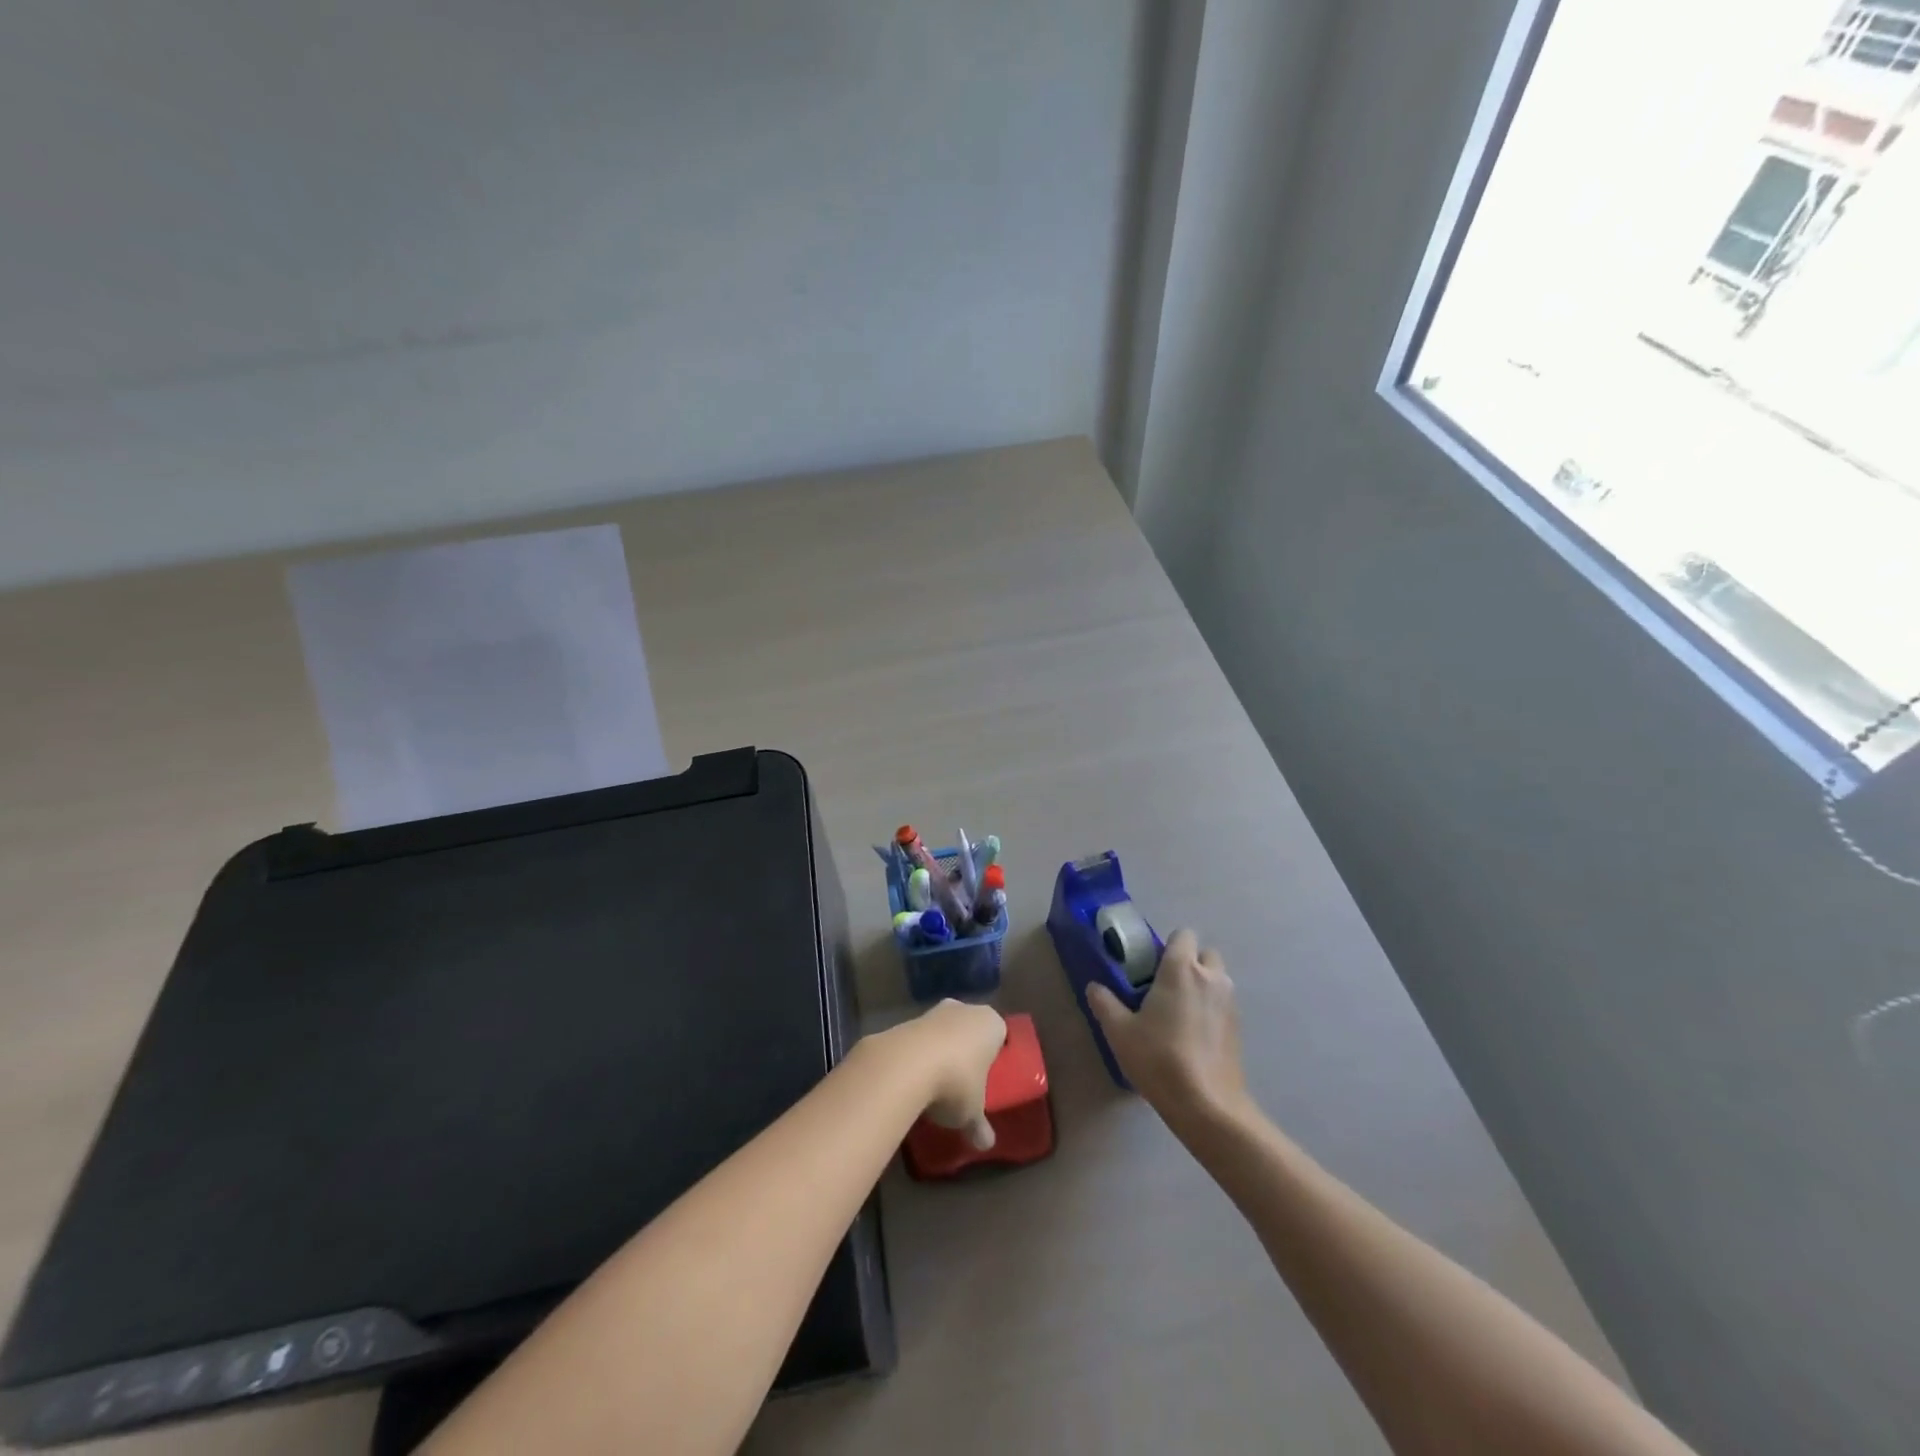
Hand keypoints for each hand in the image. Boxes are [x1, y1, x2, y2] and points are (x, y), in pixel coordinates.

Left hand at [886, 999, 1006, 1149]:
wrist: (905, 1064)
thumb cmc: (956, 1083)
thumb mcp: (972, 1113)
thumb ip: (980, 1126)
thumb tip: (986, 1144)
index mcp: (991, 1023)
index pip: (999, 1035)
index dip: (994, 1056)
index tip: (988, 1079)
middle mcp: (965, 1009)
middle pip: (969, 1030)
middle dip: (966, 1051)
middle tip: (964, 1083)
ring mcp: (934, 1011)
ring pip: (943, 1032)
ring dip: (940, 1052)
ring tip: (935, 1086)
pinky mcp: (906, 1020)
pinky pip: (919, 1039)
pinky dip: (918, 1054)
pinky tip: (913, 1080)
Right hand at [1086, 928, 1249, 1127]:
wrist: (1207, 1105)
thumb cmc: (1159, 1058)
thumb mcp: (1119, 1031)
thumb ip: (1105, 1003)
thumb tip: (1095, 987)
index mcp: (1181, 969)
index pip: (1183, 934)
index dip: (1168, 945)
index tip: (1150, 965)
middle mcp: (1211, 978)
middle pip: (1205, 953)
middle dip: (1189, 962)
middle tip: (1165, 985)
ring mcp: (1230, 1002)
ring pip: (1217, 978)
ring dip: (1201, 984)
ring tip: (1178, 1011)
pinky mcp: (1239, 1027)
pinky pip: (1223, 1002)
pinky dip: (1211, 1007)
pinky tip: (1193, 1034)